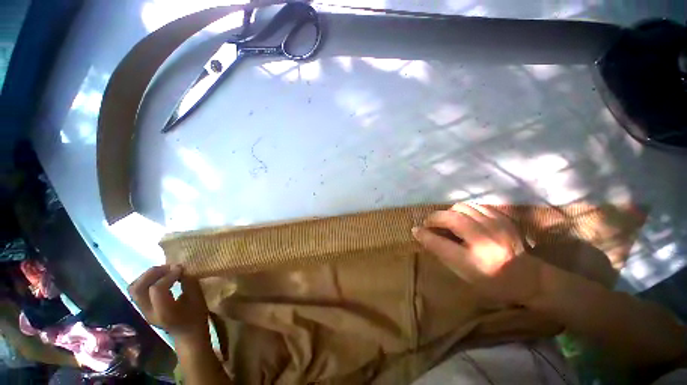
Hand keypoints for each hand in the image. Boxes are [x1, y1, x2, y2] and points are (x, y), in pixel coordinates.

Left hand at [129, 265, 208, 341]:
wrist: (187, 335)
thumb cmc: (196, 317)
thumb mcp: (198, 299)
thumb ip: (189, 283)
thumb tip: (182, 271)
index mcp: (164, 313)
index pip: (156, 289)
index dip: (168, 275)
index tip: (181, 269)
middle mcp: (149, 312)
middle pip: (138, 288)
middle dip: (152, 273)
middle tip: (169, 267)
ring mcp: (143, 311)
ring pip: (134, 289)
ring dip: (147, 275)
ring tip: (164, 270)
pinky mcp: (143, 308)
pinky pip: (137, 291)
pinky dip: (147, 280)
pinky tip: (161, 278)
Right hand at [412, 203, 541, 304]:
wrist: (530, 279)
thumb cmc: (492, 281)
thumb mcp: (463, 272)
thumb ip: (440, 251)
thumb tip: (420, 233)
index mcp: (476, 261)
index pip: (441, 244)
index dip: (425, 234)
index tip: (415, 229)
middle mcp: (487, 241)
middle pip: (452, 218)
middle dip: (435, 218)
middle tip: (430, 224)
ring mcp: (498, 226)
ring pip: (463, 207)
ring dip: (449, 213)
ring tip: (447, 221)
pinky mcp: (504, 218)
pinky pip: (476, 205)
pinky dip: (464, 210)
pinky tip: (464, 218)